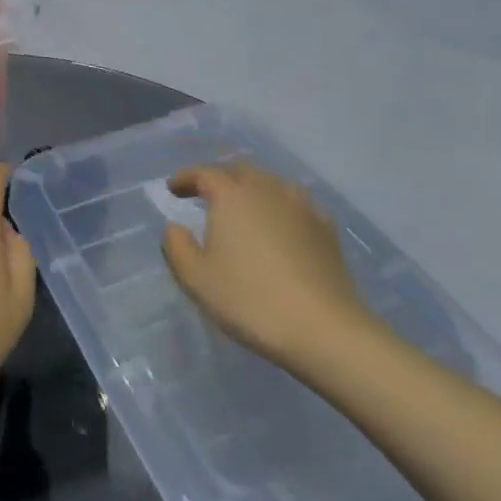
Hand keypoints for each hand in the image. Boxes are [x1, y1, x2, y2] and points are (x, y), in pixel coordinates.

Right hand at [161, 161, 381, 372]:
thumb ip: (176, 246)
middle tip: (206, 193)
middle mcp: (266, 189)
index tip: (173, 189)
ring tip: (243, 206)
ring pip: (271, 183)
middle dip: (220, 177)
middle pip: (239, 171)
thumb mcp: (196, 278)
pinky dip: (281, 207)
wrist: (325, 330)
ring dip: (252, 189)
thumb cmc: (251, 300)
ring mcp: (301, 206)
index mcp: (231, 195)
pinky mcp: (327, 229)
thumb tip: (175, 227)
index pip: (203, 173)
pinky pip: (297, 204)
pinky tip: (281, 224)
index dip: (185, 178)